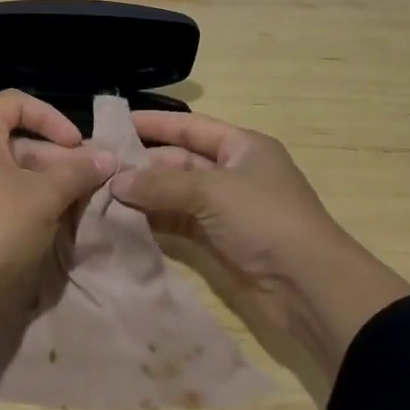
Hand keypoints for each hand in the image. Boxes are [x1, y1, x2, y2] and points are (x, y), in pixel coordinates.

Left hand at [0, 90, 115, 292]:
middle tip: (80, 180)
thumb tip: (108, 157)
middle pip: (9, 138)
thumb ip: (77, 172)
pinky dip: (11, 195)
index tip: (76, 145)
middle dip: (51, 156)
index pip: (16, 102)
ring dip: (35, 178)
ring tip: (65, 201)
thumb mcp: (45, 196)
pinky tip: (36, 220)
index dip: (51, 118)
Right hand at [112, 111, 409, 378]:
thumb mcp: (212, 191)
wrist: (310, 287)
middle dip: (142, 164)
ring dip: (144, 195)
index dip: (154, 123)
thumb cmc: (265, 219)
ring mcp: (226, 210)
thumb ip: (161, 184)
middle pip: (179, 161)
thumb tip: (115, 182)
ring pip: (176, 194)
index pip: (190, 126)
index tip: (115, 122)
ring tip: (101, 194)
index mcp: (243, 147)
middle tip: (99, 167)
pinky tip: (123, 221)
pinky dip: (154, 221)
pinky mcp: (219, 242)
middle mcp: (233, 173)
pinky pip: (179, 223)